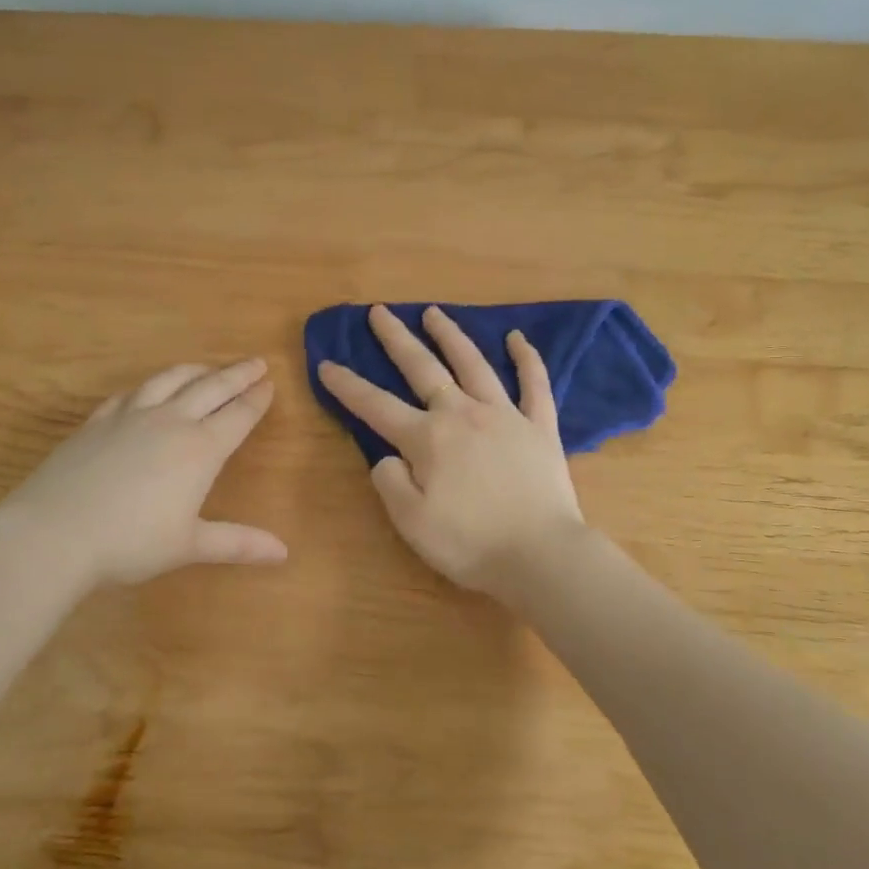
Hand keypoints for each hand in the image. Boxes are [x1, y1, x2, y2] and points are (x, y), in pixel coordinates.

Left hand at [0, 358, 287, 586]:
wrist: (54, 533)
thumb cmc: (130, 543)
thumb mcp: (189, 546)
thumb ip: (237, 543)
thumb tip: (284, 553)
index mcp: (200, 449)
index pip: (238, 416)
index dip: (257, 399)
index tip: (270, 383)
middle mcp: (170, 422)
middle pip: (211, 389)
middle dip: (237, 374)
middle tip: (256, 362)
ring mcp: (130, 417)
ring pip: (170, 380)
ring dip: (195, 370)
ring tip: (207, 367)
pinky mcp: (97, 422)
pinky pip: (130, 394)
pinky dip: (149, 386)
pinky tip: (148, 389)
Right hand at [318, 305, 585, 592]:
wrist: (542, 556)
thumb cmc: (470, 544)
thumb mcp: (411, 523)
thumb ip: (390, 483)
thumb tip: (387, 457)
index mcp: (427, 439)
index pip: (376, 406)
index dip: (347, 386)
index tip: (326, 365)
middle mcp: (462, 414)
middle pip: (423, 368)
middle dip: (396, 339)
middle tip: (380, 312)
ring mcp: (505, 416)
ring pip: (473, 364)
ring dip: (450, 336)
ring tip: (434, 313)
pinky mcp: (540, 427)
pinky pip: (534, 384)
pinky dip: (527, 359)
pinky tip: (517, 339)